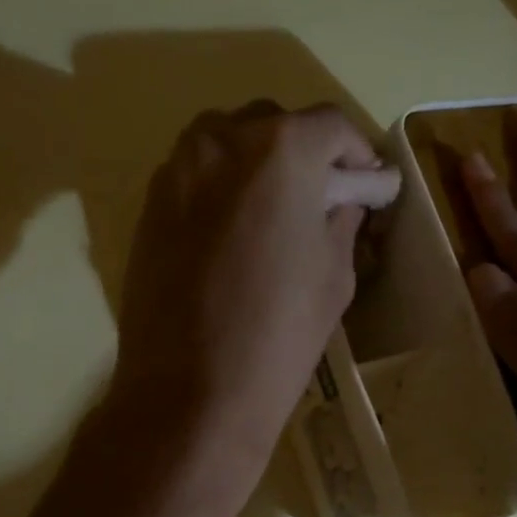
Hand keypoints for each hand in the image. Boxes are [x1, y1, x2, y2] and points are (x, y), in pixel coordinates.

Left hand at [108, 100, 399, 495]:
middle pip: (274, 124)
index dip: (358, 153)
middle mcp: (221, 140)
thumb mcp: (334, 275)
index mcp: (280, 149)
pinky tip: (234, 232)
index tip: (368, 184)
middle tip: (322, 198)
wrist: (190, 391)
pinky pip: (195, 176)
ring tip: (275, 213)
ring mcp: (176, 170)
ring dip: (258, 164)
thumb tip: (344, 198)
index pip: (331, 126)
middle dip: (305, 154)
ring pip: (227, 143)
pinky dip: (222, 188)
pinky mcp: (148, 206)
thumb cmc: (278, 334)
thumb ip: (341, 219)